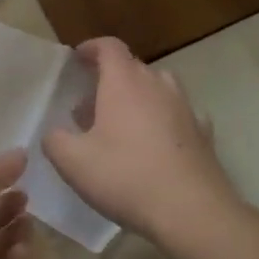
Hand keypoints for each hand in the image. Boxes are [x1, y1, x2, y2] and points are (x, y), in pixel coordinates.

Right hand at [42, 39, 246, 242]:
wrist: (192, 211)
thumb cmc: (126, 176)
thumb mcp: (72, 161)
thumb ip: (55, 140)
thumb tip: (55, 133)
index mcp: (124, 82)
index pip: (109, 47)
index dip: (92, 48)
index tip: (78, 58)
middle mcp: (157, 85)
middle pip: (133, 67)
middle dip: (109, 79)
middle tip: (89, 106)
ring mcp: (185, 108)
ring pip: (159, 89)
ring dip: (138, 98)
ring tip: (121, 125)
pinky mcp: (203, 134)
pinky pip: (179, 115)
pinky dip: (164, 120)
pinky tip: (156, 143)